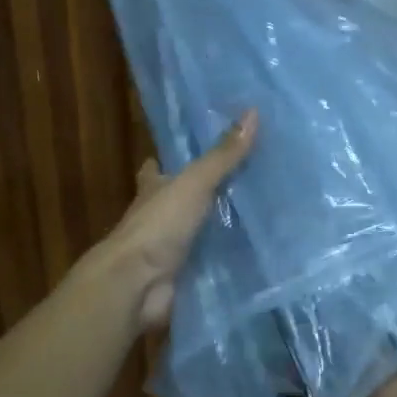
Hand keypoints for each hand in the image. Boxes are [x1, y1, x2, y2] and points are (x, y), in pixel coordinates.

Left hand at [96, 111, 256, 333]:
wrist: (138, 283)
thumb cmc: (159, 224)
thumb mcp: (195, 182)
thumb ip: (223, 155)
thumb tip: (253, 112)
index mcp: (153, 189)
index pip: (157, 169)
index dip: (167, 161)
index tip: (189, 152)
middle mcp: (158, 217)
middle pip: (180, 201)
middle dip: (203, 195)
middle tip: (243, 182)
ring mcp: (169, 249)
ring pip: (197, 233)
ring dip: (219, 228)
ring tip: (259, 217)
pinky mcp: (183, 276)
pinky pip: (210, 264)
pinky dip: (226, 260)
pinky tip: (253, 256)